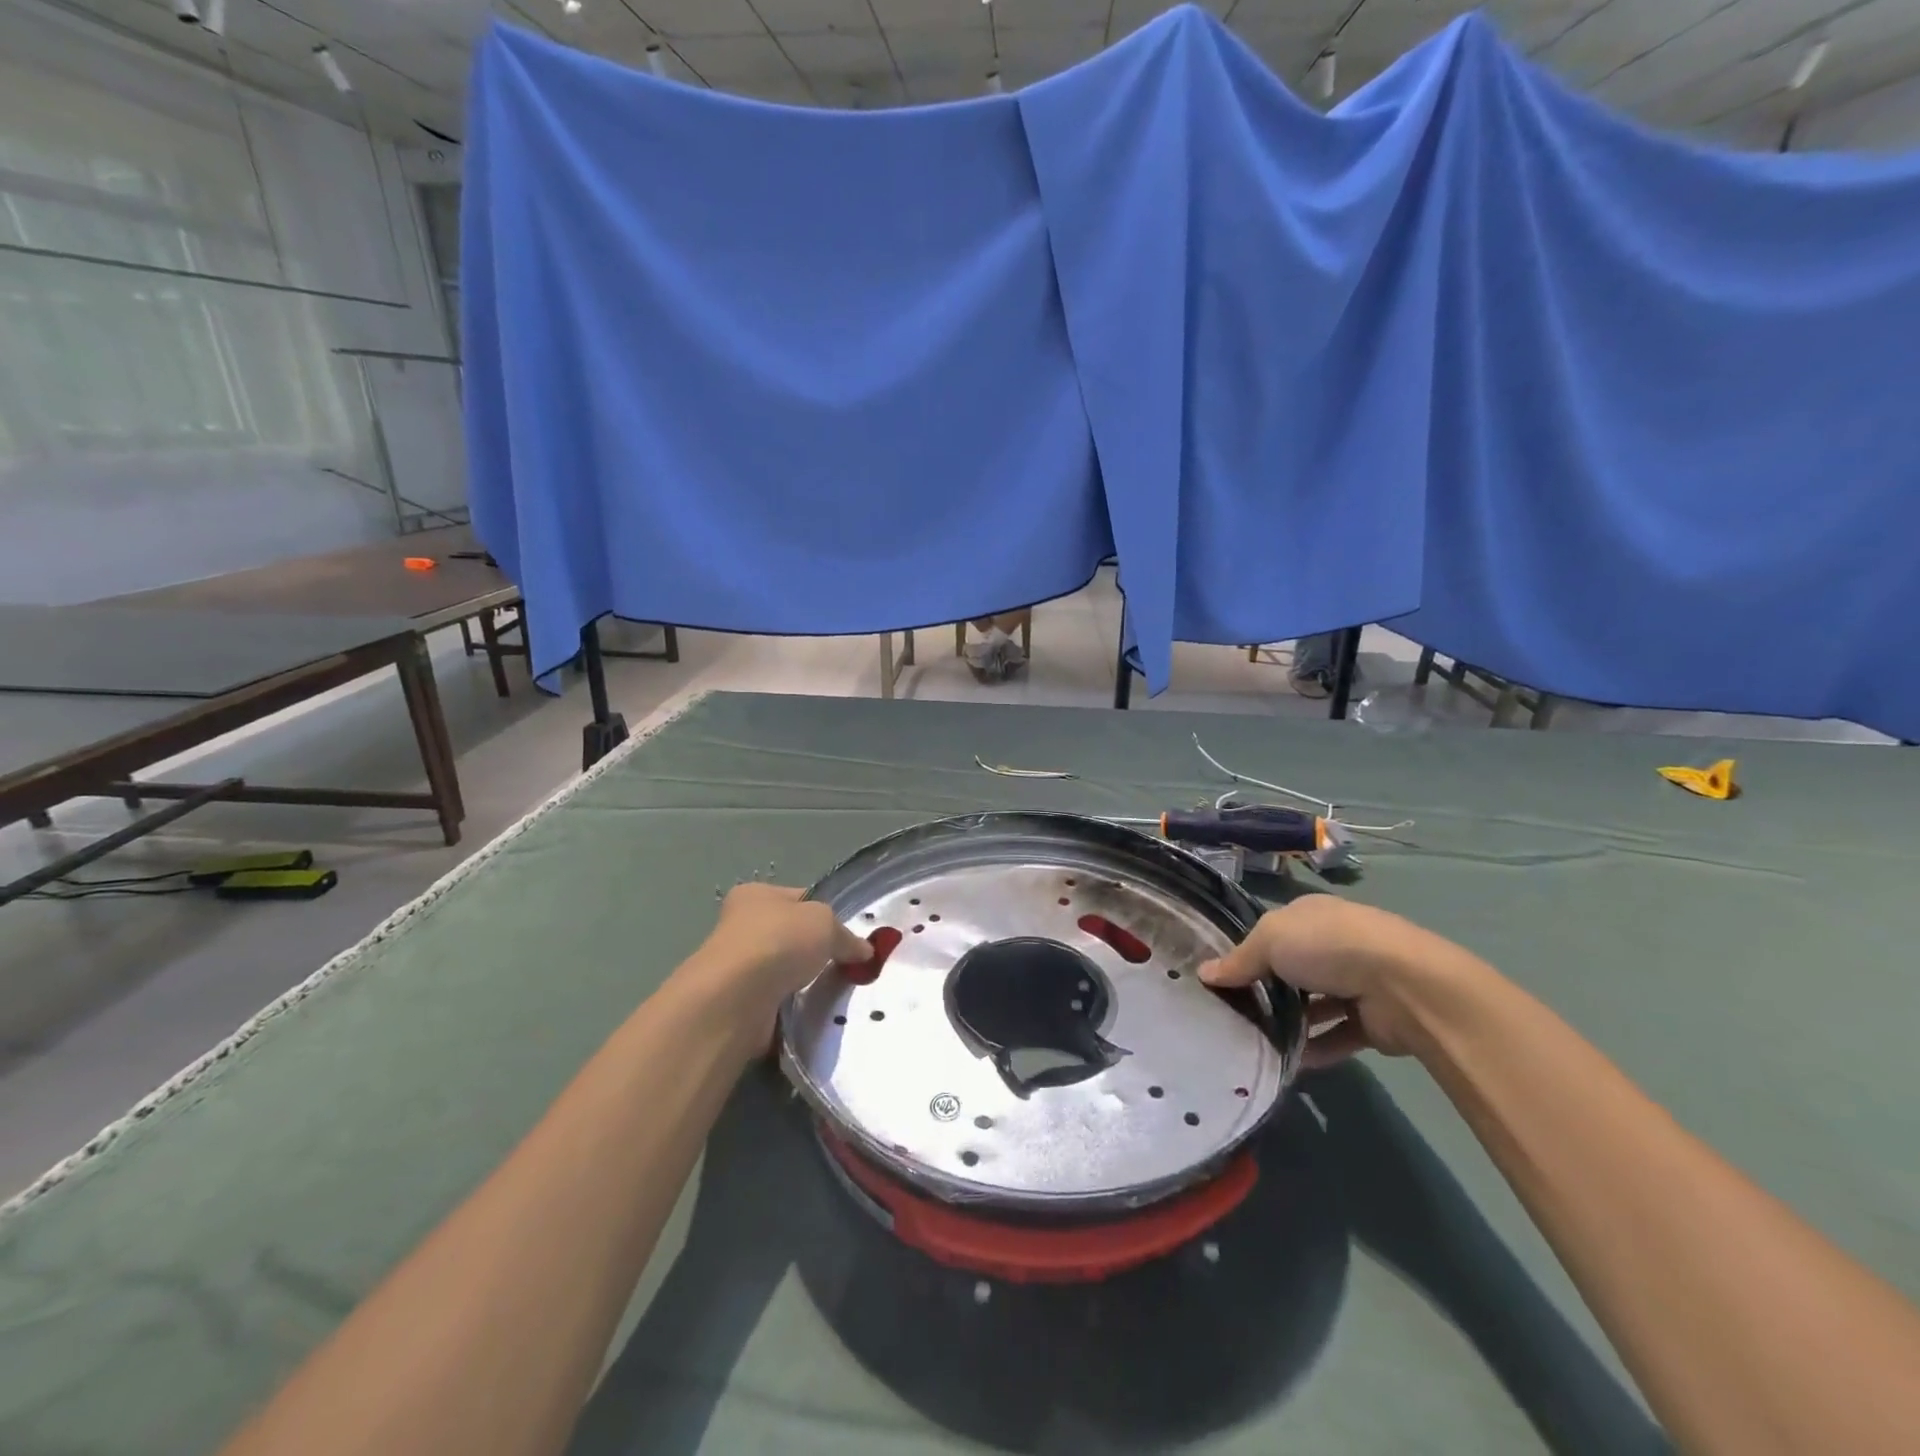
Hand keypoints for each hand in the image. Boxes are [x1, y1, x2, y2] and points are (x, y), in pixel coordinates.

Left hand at [680, 884, 870, 1049]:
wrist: (738, 998)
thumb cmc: (780, 941)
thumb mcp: (825, 923)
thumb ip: (846, 936)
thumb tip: (863, 951)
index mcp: (755, 895)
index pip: (799, 898)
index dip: (825, 914)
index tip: (848, 936)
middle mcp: (741, 927)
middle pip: (792, 937)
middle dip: (816, 953)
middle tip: (846, 965)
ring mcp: (738, 968)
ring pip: (786, 972)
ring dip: (805, 983)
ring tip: (834, 991)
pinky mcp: (740, 1004)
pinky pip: (778, 1003)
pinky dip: (794, 1008)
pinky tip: (812, 1012)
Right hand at [1200, 894, 1476, 1068]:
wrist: (1404, 985)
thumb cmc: (1328, 946)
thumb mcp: (1269, 941)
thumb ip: (1238, 961)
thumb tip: (1204, 973)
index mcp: (1311, 915)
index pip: (1272, 931)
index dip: (1247, 951)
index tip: (1220, 977)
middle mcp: (1335, 944)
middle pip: (1293, 968)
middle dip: (1267, 990)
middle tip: (1233, 1013)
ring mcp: (1357, 982)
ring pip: (1314, 1004)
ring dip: (1291, 1023)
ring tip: (1255, 1042)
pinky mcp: (1373, 1021)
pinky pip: (1336, 1036)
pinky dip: (1315, 1049)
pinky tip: (1288, 1064)